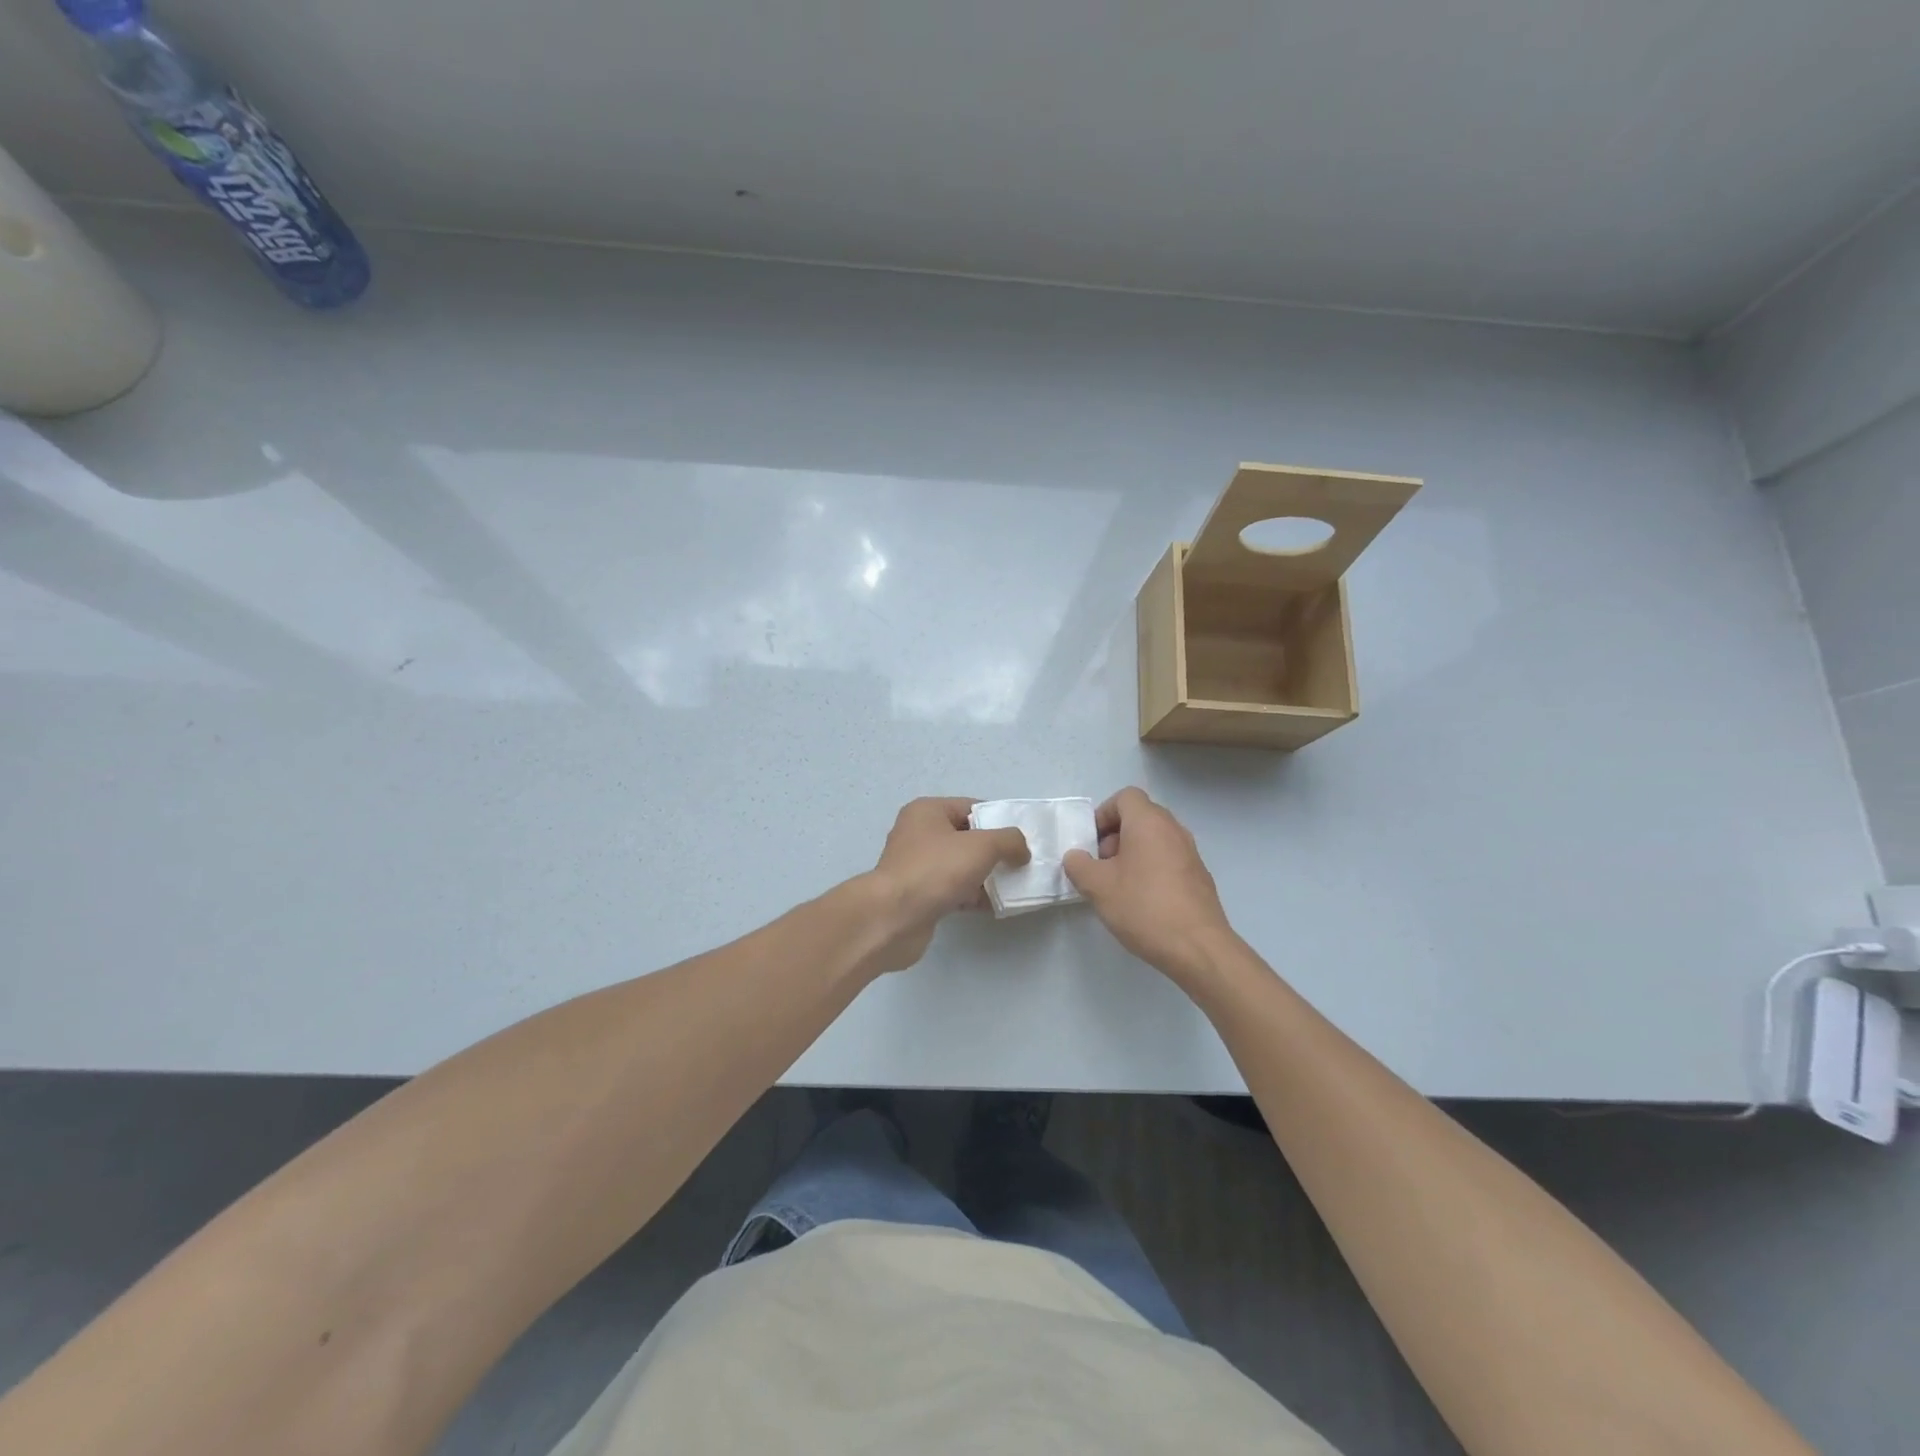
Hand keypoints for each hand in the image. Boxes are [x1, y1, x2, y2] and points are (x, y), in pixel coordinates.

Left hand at [862, 798, 1029, 972]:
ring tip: (1014, 887)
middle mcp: (918, 834)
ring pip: (961, 866)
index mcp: (928, 811)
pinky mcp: (919, 895)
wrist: (894, 918)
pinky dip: (973, 896)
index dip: (999, 820)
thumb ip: (1010, 841)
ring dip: (986, 876)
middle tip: (1021, 864)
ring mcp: (917, 866)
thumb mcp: (982, 846)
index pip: (972, 807)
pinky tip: (995, 906)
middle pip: (967, 838)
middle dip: (995, 851)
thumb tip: (1022, 850)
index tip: (1023, 839)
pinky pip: (953, 890)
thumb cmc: (936, 869)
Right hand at [1064, 787, 1237, 983]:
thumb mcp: (1097, 886)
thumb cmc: (1143, 907)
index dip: (1103, 814)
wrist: (1198, 948)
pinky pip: (1168, 860)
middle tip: (1101, 866)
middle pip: (1140, 817)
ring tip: (1118, 886)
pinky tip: (1142, 901)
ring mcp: (1191, 853)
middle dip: (1115, 836)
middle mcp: (1173, 829)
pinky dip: (1151, 869)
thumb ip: (1079, 865)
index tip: (1091, 843)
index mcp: (1149, 822)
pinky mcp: (1199, 877)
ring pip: (1155, 839)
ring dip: (1133, 854)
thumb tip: (1077, 857)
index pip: (1125, 797)